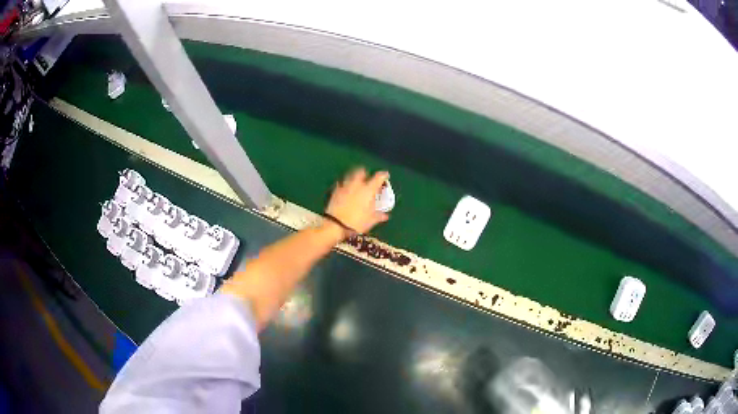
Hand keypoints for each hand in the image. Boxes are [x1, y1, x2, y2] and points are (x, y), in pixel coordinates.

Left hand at [325, 167, 389, 234]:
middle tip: (367, 179)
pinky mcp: (335, 191)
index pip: (379, 177)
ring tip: (356, 183)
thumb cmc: (357, 223)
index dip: (383, 175)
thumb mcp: (371, 221)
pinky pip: (341, 183)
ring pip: (350, 175)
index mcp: (368, 190)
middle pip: (361, 171)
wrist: (336, 225)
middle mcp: (357, 184)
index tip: (385, 176)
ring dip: (354, 177)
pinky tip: (345, 191)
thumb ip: (379, 216)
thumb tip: (385, 215)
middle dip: (365, 173)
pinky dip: (344, 185)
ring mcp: (345, 186)